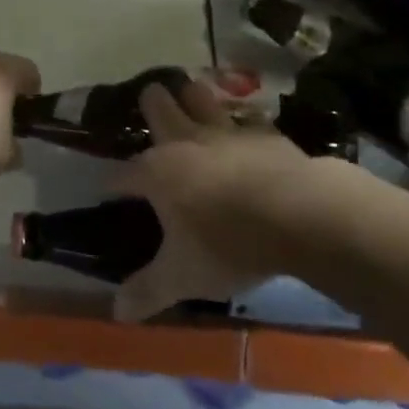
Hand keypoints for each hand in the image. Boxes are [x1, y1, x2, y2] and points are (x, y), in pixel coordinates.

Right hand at [110, 79, 317, 321]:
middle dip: (150, 104)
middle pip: (156, 106)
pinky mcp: (263, 133)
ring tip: (191, 103)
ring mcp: (225, 131)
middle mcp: (184, 141)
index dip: (111, 184)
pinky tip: (245, 131)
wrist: (300, 214)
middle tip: (152, 111)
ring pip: (198, 96)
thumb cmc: (229, 244)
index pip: (121, 174)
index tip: (108, 192)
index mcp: (156, 172)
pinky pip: (246, 117)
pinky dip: (241, 121)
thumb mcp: (184, 277)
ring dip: (192, 98)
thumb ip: (148, 290)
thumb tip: (117, 313)